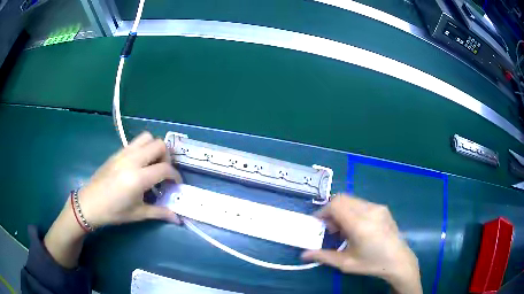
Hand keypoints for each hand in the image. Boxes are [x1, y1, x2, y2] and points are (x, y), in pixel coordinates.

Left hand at [44, 132, 181, 267]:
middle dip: (167, 157)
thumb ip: (160, 213)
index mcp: (138, 178)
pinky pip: (135, 143)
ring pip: (147, 137)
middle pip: (159, 144)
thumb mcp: (138, 214)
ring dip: (154, 148)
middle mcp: (132, 160)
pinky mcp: (117, 152)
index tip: (176, 184)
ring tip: (152, 164)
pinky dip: (143, 149)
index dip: (175, 176)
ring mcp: (123, 153)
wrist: (89, 204)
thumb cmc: (113, 212)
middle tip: (163, 172)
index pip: (165, 168)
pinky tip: (139, 165)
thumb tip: (178, 219)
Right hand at [301, 195, 421, 293]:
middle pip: (342, 199)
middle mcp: (369, 210)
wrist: (398, 260)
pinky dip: (352, 210)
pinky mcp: (382, 208)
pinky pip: (361, 203)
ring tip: (343, 229)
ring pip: (352, 200)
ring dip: (342, 210)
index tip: (318, 223)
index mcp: (360, 224)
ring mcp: (378, 207)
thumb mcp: (345, 263)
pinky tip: (356, 227)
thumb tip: (303, 255)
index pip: (336, 205)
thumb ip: (323, 256)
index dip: (323, 211)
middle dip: (331, 210)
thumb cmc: (371, 263)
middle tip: (330, 228)